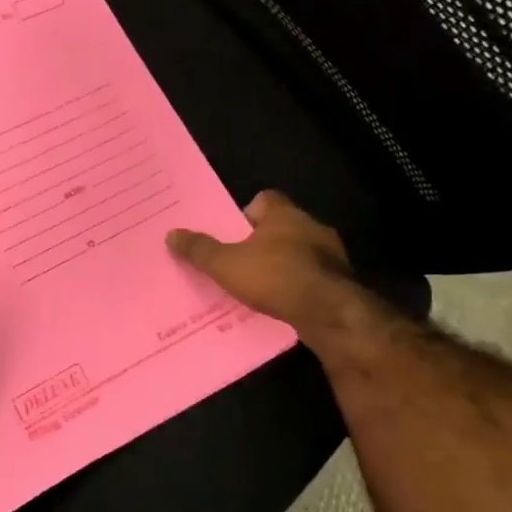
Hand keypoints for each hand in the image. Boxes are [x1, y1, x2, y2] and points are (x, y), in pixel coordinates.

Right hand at [166, 191, 354, 330]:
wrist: (329, 313)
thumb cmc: (275, 276)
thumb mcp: (226, 264)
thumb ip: (199, 250)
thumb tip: (171, 234)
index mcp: (285, 214)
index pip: (265, 199)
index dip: (246, 213)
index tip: (232, 233)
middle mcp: (311, 227)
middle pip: (281, 226)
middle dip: (262, 242)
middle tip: (239, 261)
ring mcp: (331, 255)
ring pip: (299, 253)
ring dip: (282, 265)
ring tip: (258, 286)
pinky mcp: (341, 282)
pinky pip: (312, 278)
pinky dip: (297, 287)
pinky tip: (281, 303)